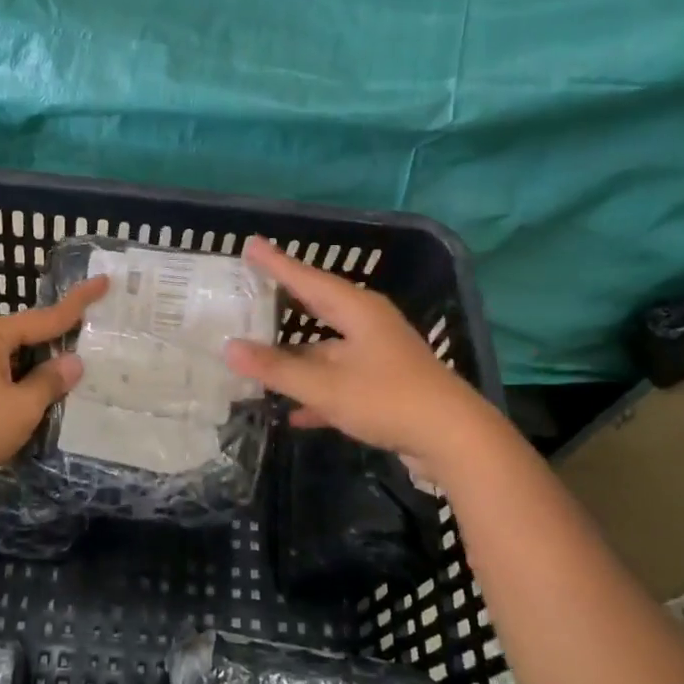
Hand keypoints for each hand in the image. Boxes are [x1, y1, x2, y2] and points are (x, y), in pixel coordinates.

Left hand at [0, 276, 109, 493]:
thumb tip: (73, 362)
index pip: (48, 316)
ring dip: (44, 366)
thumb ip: (50, 382)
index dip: (79, 302)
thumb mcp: (22, 406)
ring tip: (79, 371)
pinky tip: (44, 397)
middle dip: (62, 337)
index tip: (104, 281)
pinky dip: (27, 383)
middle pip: (32, 334)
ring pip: (19, 358)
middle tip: (99, 335)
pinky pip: (6, 376)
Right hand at [224, 237, 479, 467]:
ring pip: (326, 350)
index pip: (307, 279)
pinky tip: (294, 413)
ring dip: (296, 357)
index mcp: (357, 311)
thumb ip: (277, 369)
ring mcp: (377, 356)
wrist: (454, 440)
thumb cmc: (389, 399)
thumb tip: (229, 348)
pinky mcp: (383, 386)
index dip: (277, 264)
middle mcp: (368, 326)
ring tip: (259, 357)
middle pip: (317, 308)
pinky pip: (338, 381)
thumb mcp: (326, 386)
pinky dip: (316, 392)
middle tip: (252, 288)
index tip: (251, 244)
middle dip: (285, 302)